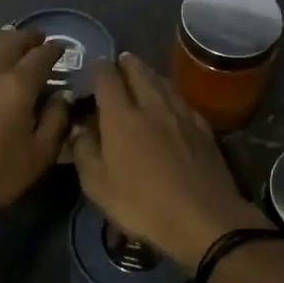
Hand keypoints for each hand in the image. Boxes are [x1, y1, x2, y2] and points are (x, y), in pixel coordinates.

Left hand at [0, 30, 72, 228]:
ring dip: (0, 38)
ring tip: (10, 40)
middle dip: (28, 38)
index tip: (63, 46)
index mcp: (17, 85)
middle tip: (39, 39)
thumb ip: (57, 119)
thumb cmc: (0, 175)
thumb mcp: (41, 153)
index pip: (40, 56)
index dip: (54, 49)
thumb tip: (63, 94)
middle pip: (10, 42)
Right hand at [69, 53, 272, 271]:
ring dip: (149, 74)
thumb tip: (80, 127)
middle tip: (119, 63)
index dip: (97, 69)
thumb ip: (84, 151)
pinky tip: (170, 101)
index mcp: (121, 116)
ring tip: (142, 74)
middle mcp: (152, 105)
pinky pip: (181, 99)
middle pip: (139, 71)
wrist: (204, 219)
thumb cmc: (142, 205)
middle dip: (126, 63)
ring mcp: (181, 114)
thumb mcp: (98, 186)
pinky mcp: (203, 128)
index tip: (92, 70)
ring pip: (163, 81)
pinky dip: (170, 93)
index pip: (107, 77)